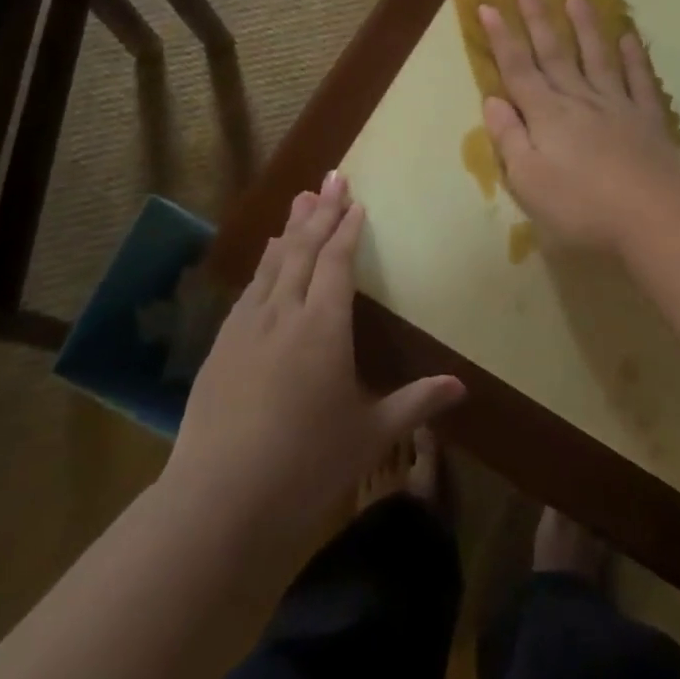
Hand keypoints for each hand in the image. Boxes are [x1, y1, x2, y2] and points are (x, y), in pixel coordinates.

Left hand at [162, 173, 463, 549]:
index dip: (347, 229)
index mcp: (322, 327)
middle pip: (302, 250)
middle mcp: (283, 314)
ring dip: (289, 229)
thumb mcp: (369, 435)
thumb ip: (415, 403)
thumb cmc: (305, 466)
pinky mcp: (221, 347)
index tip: (355, 201)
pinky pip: (249, 290)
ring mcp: (246, 327)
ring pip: (272, 263)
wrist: (217, 501)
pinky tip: (266, 259)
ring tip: (300, 200)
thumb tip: (462, 387)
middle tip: (331, 177)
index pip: (336, 262)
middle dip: (320, 212)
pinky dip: (263, 265)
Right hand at [479, 0, 679, 255]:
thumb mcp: (529, 180)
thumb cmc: (581, 206)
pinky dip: (633, 58)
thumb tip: (493, 99)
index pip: (517, 69)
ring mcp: (617, 105)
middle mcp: (579, 100)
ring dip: (585, 27)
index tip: (488, 6)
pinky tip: (629, 38)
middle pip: (554, 54)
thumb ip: (510, 138)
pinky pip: (639, 80)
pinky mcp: (648, 119)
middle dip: (538, 19)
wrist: (654, 215)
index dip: (501, 38)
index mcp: (546, 115)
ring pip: (597, 57)